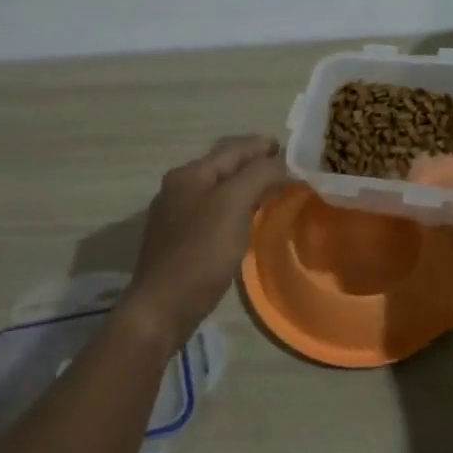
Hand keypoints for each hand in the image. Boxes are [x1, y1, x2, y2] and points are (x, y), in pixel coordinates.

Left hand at [120, 135, 290, 350]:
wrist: (163, 306)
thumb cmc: (200, 251)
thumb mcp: (233, 205)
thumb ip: (258, 176)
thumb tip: (281, 160)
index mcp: (189, 174)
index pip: (232, 150)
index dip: (261, 146)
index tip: (289, 147)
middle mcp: (178, 188)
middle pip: (223, 167)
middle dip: (253, 164)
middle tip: (284, 167)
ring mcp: (175, 216)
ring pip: (218, 190)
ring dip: (244, 186)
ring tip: (271, 189)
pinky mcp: (179, 241)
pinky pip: (213, 212)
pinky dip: (234, 207)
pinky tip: (246, 218)